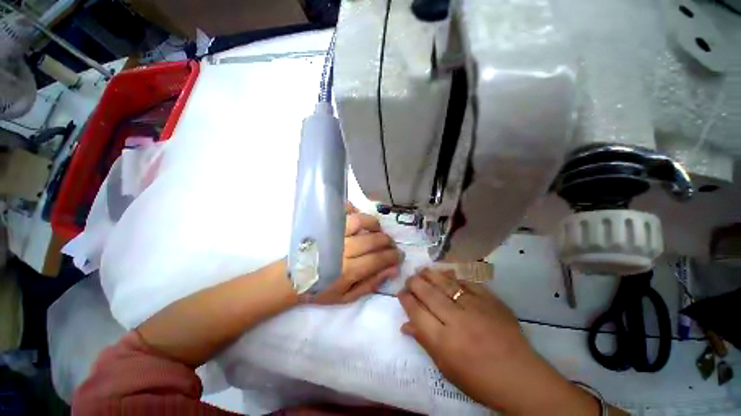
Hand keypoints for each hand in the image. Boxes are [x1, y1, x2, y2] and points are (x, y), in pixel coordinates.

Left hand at [311, 212, 403, 304]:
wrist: (293, 278)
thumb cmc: (321, 290)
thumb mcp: (348, 296)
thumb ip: (371, 283)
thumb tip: (392, 269)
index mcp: (348, 270)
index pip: (378, 259)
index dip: (393, 256)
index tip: (399, 255)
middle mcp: (342, 249)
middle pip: (373, 239)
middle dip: (388, 241)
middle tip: (390, 244)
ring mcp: (333, 234)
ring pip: (360, 221)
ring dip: (374, 224)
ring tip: (377, 230)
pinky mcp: (325, 225)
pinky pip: (341, 211)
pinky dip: (352, 209)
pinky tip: (357, 215)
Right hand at [399, 269, 598, 414]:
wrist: (521, 377)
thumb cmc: (479, 380)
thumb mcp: (447, 368)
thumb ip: (424, 342)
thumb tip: (405, 324)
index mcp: (444, 342)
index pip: (417, 313)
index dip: (406, 300)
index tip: (401, 293)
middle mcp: (457, 321)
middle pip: (429, 294)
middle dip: (414, 283)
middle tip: (409, 279)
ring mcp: (475, 308)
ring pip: (445, 283)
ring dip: (430, 275)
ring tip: (421, 270)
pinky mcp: (490, 301)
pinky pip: (467, 282)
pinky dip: (453, 275)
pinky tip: (445, 272)